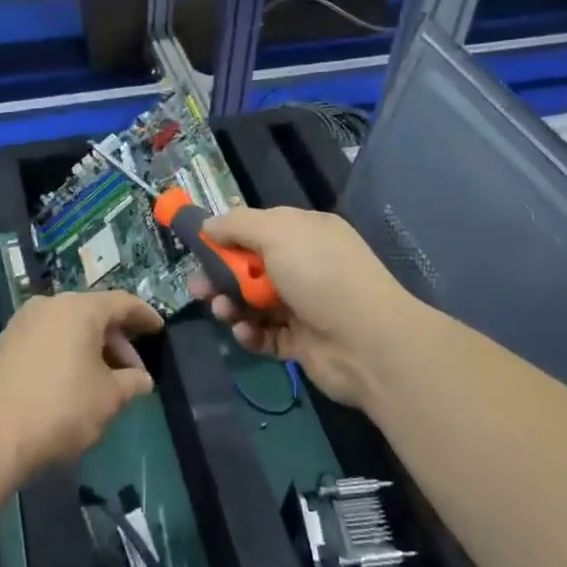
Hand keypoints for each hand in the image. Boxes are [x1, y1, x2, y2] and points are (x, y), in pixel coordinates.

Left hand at [0, 290, 163, 477]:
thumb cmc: (61, 409)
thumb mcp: (108, 398)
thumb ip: (131, 383)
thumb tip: (142, 380)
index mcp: (80, 308)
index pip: (122, 302)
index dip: (144, 316)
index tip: (159, 329)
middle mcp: (51, 304)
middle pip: (94, 314)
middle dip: (117, 342)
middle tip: (133, 373)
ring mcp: (23, 322)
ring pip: (69, 327)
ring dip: (91, 349)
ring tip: (104, 381)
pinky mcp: (6, 343)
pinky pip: (48, 338)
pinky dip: (67, 352)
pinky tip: (73, 381)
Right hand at [190, 207, 421, 408]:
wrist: (369, 343)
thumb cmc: (321, 275)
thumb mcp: (277, 233)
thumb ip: (238, 225)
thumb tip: (207, 223)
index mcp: (306, 233)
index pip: (259, 228)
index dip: (227, 236)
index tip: (198, 247)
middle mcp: (306, 265)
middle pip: (251, 267)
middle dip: (221, 275)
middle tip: (197, 288)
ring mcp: (305, 305)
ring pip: (254, 302)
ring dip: (231, 305)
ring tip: (222, 312)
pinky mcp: (301, 342)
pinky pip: (266, 335)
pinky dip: (250, 333)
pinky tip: (244, 333)